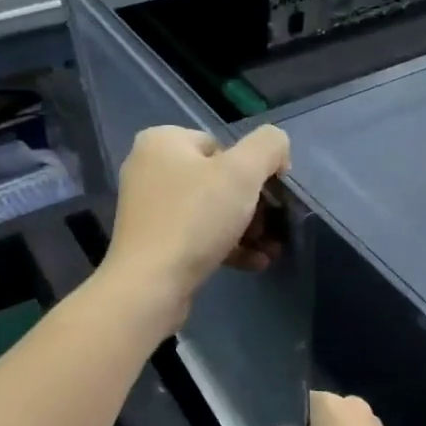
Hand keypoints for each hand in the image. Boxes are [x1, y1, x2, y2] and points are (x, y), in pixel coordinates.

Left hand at [101, 124, 290, 321]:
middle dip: (252, 205)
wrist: (149, 284)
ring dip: (246, 229)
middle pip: (217, 180)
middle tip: (272, 227)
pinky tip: (255, 262)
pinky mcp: (152, 242)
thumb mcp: (242, 172)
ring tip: (271, 250)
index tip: (271, 195)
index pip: (222, 146)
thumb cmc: (195, 218)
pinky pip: (197, 235)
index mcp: (162, 141)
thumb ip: (268, 146)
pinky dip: (227, 246)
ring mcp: (149, 208)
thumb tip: (276, 151)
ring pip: (210, 211)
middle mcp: (149, 169)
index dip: (253, 169)